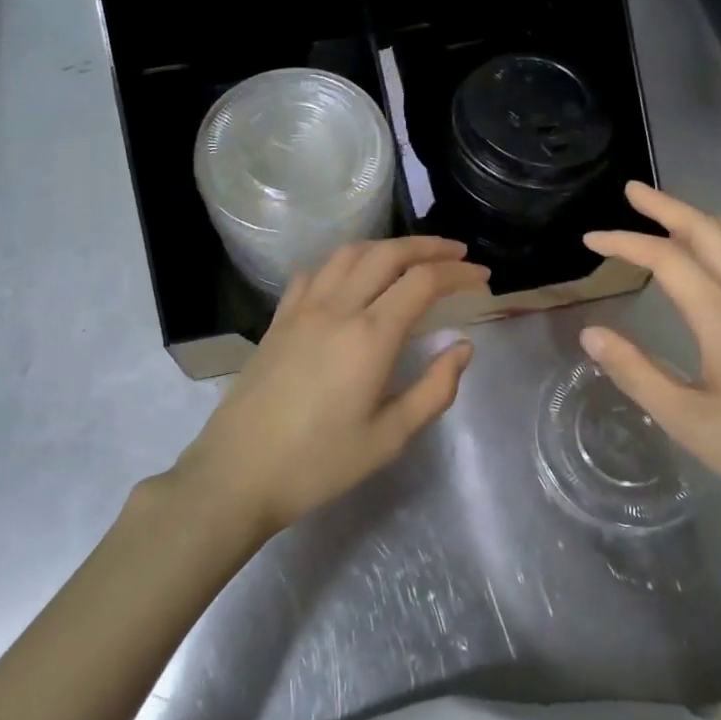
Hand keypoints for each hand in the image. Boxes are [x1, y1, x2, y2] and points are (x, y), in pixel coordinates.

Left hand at [171, 237, 488, 536]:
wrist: (238, 472)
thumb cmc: (319, 463)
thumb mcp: (389, 438)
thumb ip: (434, 389)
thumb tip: (463, 347)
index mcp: (370, 336)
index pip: (423, 282)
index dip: (457, 273)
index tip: (482, 278)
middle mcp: (337, 308)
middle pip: (388, 254)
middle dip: (428, 247)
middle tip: (457, 254)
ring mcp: (302, 309)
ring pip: (349, 254)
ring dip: (387, 247)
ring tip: (411, 257)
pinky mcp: (279, 319)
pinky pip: (315, 272)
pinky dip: (344, 262)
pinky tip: (352, 277)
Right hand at [581, 182, 720, 528]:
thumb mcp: (686, 420)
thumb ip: (635, 373)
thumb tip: (591, 333)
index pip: (670, 260)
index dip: (626, 243)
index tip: (589, 240)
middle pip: (710, 233)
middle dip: (667, 206)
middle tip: (631, 190)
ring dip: (698, 216)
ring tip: (666, 211)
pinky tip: (710, 252)